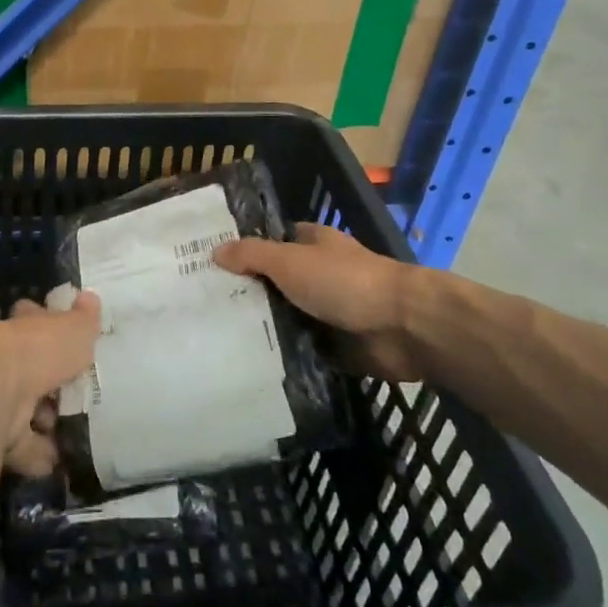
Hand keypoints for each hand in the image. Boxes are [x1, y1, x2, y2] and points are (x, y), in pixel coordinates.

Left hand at [0, 292, 100, 476]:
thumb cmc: (37, 351)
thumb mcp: (73, 329)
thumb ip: (84, 319)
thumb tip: (90, 297)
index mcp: (21, 330)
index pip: (31, 319)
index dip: (46, 325)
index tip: (64, 336)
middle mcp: (4, 359)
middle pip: (28, 368)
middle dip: (48, 382)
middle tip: (74, 393)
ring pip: (23, 409)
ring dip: (43, 420)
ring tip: (71, 431)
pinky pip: (20, 446)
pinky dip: (37, 454)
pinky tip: (56, 460)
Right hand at [215, 223, 433, 381]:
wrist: (403, 327)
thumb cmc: (344, 281)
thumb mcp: (290, 261)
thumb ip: (252, 255)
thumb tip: (215, 251)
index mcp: (312, 244)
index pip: (270, 242)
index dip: (243, 251)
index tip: (210, 266)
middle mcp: (319, 273)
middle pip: (275, 282)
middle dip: (247, 293)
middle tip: (204, 308)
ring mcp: (329, 311)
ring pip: (287, 317)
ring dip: (264, 328)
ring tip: (218, 339)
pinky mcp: (337, 346)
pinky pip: (302, 350)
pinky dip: (284, 356)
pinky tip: (250, 364)